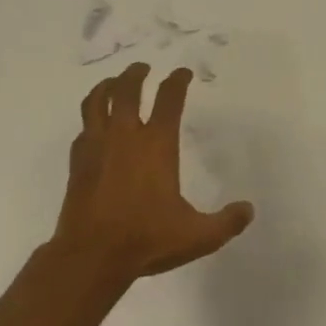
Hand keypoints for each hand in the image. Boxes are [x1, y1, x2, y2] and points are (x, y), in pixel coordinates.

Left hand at [56, 63, 253, 282]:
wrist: (90, 257)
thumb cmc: (146, 240)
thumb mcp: (197, 236)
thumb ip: (226, 222)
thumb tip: (249, 210)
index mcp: (157, 145)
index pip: (169, 99)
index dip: (177, 81)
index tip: (183, 73)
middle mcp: (125, 137)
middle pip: (126, 90)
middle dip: (136, 74)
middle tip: (143, 68)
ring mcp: (97, 148)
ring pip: (96, 103)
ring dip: (106, 87)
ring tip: (112, 83)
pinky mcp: (77, 164)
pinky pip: (82, 130)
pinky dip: (89, 121)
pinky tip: (93, 126)